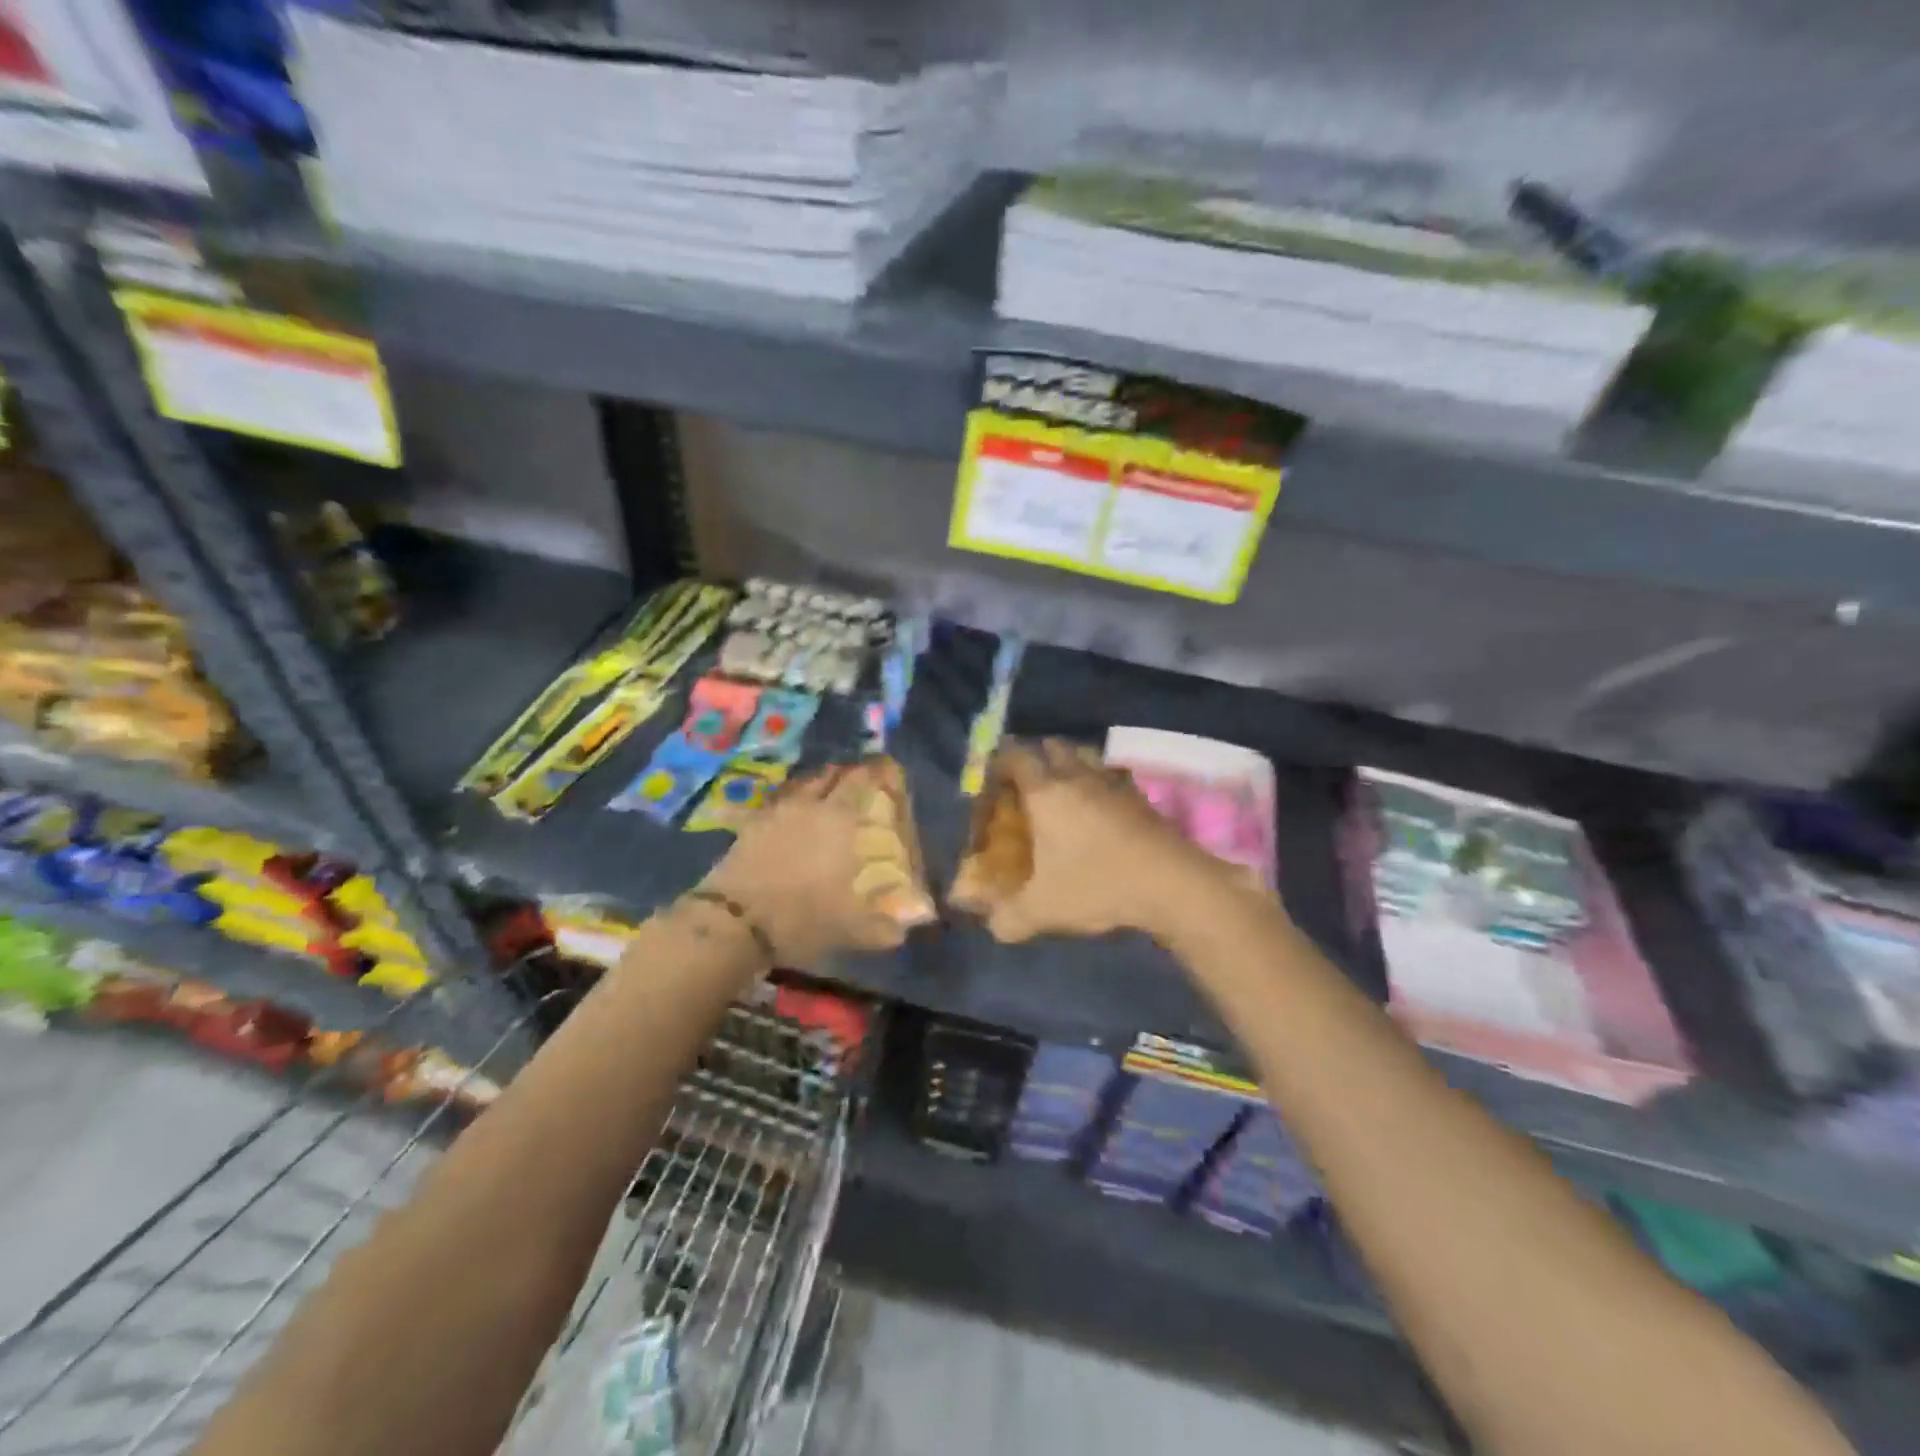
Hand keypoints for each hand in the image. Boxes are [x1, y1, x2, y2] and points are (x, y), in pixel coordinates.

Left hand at [699, 758, 935, 968]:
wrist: (735, 922)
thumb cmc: (801, 918)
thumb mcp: (850, 928)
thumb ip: (887, 925)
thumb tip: (921, 920)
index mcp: (840, 819)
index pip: (861, 780)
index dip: (875, 771)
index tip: (887, 769)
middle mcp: (811, 805)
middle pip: (830, 775)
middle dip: (847, 772)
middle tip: (859, 780)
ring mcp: (777, 811)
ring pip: (802, 783)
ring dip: (817, 781)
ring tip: (827, 790)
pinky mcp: (752, 823)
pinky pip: (777, 800)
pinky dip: (790, 799)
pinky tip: (793, 811)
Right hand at [956, 739, 1236, 943]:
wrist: (1171, 884)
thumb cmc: (1097, 886)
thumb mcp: (1043, 911)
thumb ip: (1008, 917)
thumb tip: (991, 925)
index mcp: (1045, 793)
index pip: (1016, 756)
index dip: (1000, 761)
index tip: (993, 779)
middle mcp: (1077, 777)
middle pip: (1053, 746)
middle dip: (1037, 757)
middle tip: (1027, 784)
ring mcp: (1113, 783)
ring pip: (1086, 756)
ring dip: (1071, 764)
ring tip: (1064, 791)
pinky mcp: (1140, 796)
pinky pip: (1112, 776)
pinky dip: (1101, 783)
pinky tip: (1101, 809)